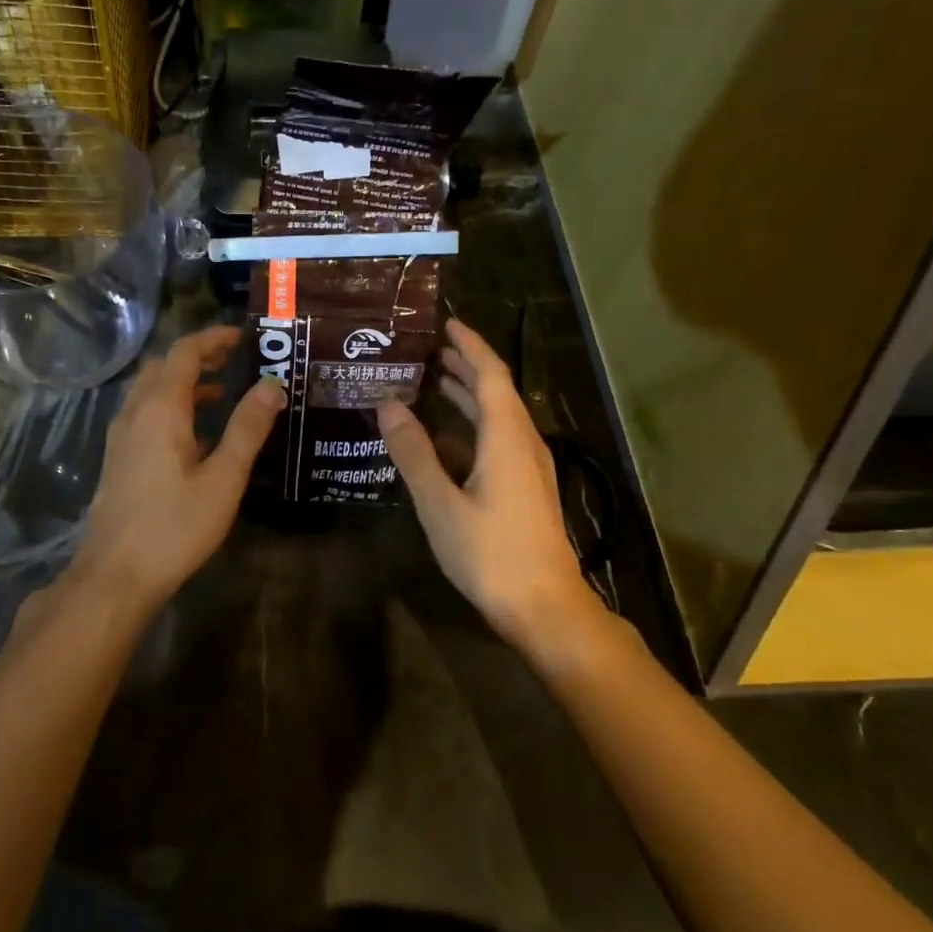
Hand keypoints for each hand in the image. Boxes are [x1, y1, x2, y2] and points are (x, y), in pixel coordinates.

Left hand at [70, 324, 284, 612]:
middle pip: (164, 367)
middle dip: (198, 356)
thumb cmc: (175, 525)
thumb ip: (248, 428)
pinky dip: (171, 406)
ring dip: (183, 382)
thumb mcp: (223, 478)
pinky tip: (194, 433)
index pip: (184, 353)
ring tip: (221, 391)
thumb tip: (272, 384)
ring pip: (151, 391)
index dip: (213, 338)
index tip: (242, 336)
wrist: (115, 574)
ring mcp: (121, 436)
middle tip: (233, 358)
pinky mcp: (118, 459)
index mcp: (160, 409)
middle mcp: (135, 413)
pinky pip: (145, 414)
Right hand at [378, 319, 611, 656]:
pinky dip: (470, 428)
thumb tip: (388, 405)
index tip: (446, 323)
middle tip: (429, 351)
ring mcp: (527, 468)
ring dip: (467, 397)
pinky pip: (496, 442)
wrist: (544, 607)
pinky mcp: (525, 490)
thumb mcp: (440, 502)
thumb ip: (413, 452)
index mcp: (506, 436)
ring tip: (433, 382)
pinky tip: (444, 439)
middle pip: (496, 392)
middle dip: (465, 367)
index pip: (490, 374)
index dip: (469, 345)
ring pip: (497, 418)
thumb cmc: (491, 553)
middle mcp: (522, 443)